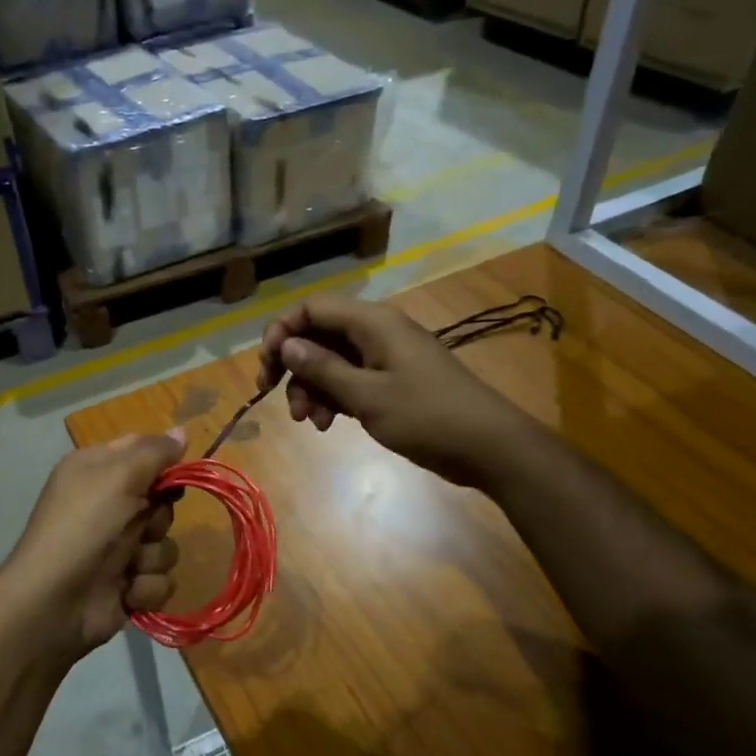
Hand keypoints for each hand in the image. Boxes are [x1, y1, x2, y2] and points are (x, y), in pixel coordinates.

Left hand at [0, 432, 185, 660]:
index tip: (173, 474)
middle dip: (159, 517)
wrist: (54, 603)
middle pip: (162, 501)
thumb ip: (155, 452)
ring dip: (152, 556)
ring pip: (165, 543)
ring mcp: (118, 547)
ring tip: (128, 566)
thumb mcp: (118, 475)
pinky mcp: (127, 584)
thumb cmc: (83, 526)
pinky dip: (146, 587)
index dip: (163, 463)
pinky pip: (160, 579)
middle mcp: (107, 505)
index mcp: (96, 470)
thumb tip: (183, 431)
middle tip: (140, 525)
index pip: (142, 451)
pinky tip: (125, 591)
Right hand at [257, 294, 525, 488]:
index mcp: (372, 323)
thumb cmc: (428, 417)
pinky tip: (328, 425)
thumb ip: (323, 368)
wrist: (488, 447)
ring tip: (310, 422)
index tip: (267, 367)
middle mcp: (376, 332)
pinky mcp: (391, 381)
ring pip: (330, 361)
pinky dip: (334, 398)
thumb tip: (287, 345)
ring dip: (312, 388)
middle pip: (317, 335)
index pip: (312, 308)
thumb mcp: (368, 396)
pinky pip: (350, 380)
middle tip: (273, 395)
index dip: (282, 331)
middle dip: (293, 365)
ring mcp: (385, 357)